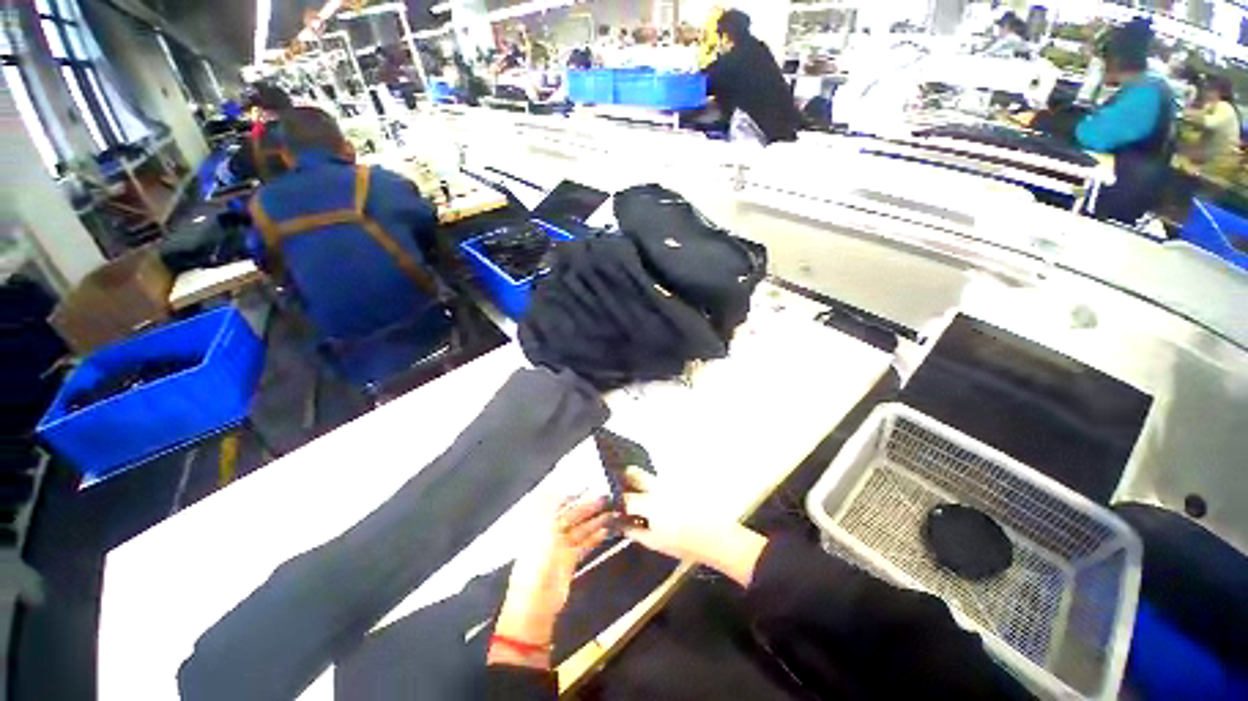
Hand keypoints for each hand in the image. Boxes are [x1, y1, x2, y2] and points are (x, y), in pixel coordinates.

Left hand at [490, 496, 612, 668]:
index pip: (559, 503)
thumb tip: (553, 485)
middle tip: (607, 497)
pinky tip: (607, 529)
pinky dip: (595, 536)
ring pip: (581, 528)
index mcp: (541, 522)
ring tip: (612, 511)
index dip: (574, 493)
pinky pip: (585, 543)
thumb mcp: (541, 527)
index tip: (590, 484)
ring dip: (595, 519)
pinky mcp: (570, 560)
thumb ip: (548, 504)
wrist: (536, 600)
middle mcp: (551, 531)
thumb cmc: (537, 559)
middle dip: (588, 506)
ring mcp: (561, 546)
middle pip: (573, 514)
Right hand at [620, 467, 767, 587]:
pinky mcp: (678, 483)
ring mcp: (668, 483)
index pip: (624, 497)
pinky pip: (660, 480)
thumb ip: (634, 532)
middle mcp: (656, 487)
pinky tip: (657, 500)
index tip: (610, 506)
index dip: (615, 502)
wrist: (715, 535)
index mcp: (648, 503)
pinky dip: (653, 486)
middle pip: (634, 473)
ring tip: (639, 497)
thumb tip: (621, 525)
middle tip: (621, 490)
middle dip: (624, 478)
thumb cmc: (682, 543)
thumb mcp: (654, 543)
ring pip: (647, 475)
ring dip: (639, 482)